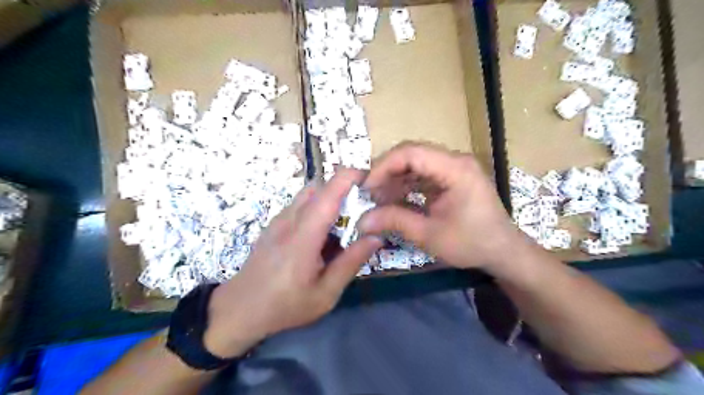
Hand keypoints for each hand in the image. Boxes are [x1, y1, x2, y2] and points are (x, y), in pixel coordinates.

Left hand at [204, 168, 382, 358]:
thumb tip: (376, 236)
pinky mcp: (275, 223)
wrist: (238, 309)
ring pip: (310, 194)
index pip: (328, 194)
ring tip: (344, 225)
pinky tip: (322, 235)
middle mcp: (290, 219)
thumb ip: (351, 263)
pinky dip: (318, 209)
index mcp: (303, 237)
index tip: (371, 179)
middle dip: (345, 190)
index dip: (350, 177)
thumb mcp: (325, 294)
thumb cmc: (284, 306)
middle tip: (363, 209)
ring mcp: (279, 219)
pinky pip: (301, 204)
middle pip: (321, 187)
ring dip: (331, 200)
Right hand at [359, 144, 524, 272]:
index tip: (366, 187)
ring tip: (376, 199)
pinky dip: (405, 187)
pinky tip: (392, 201)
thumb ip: (394, 222)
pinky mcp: (450, 178)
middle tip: (367, 193)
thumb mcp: (429, 235)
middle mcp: (454, 160)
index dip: (383, 167)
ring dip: (394, 180)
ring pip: (414, 164)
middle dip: (386, 173)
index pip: (411, 153)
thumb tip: (361, 221)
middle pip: (411, 155)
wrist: (503, 251)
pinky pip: (422, 175)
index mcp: (455, 168)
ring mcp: (453, 168)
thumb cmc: (472, 243)